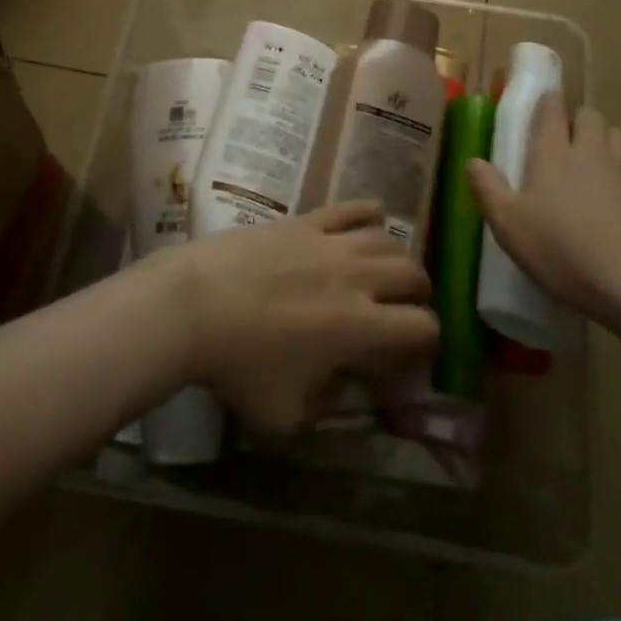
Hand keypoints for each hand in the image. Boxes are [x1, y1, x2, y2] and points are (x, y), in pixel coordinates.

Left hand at [171, 201, 438, 435]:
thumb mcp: (285, 413)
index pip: (423, 327)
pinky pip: (352, 207)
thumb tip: (347, 386)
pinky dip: (370, 212)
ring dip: (398, 258)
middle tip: (402, 310)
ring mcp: (331, 242)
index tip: (412, 353)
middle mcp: (357, 277)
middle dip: (418, 296)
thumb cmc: (236, 365)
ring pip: (389, 239)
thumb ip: (326, 406)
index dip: (428, 342)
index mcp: (359, 327)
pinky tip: (372, 220)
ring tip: (386, 272)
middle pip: (414, 274)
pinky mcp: (306, 220)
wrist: (192, 304)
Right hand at [467, 94, 620, 330]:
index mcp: (553, 153)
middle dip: (577, 120)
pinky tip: (619, 205)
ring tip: (594, 165)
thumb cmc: (564, 250)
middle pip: (589, 116)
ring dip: (605, 142)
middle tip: (565, 139)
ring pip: (617, 137)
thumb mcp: (510, 227)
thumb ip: (488, 190)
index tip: (543, 99)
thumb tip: (472, 161)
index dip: (547, 101)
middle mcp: (592, 152)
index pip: (551, 111)